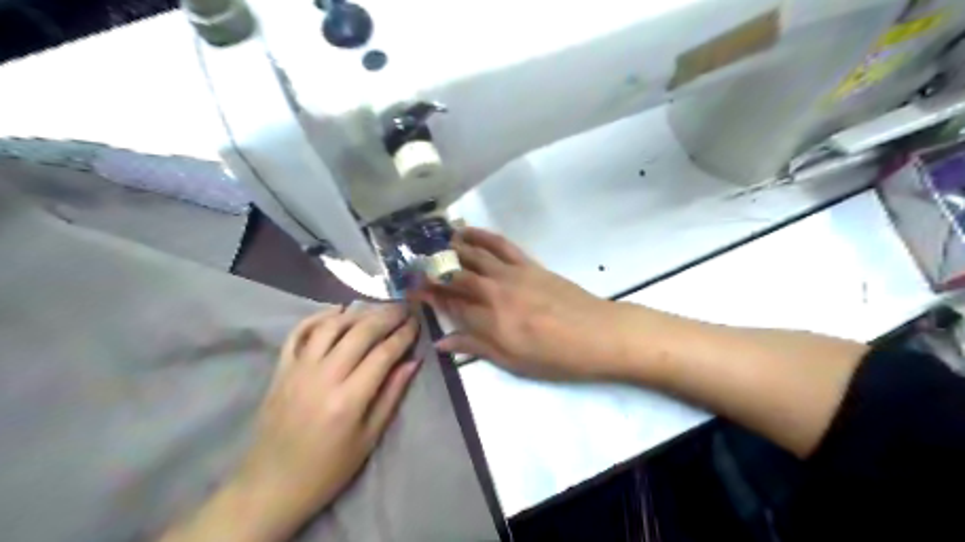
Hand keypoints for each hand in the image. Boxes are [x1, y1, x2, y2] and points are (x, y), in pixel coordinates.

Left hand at [234, 301, 418, 525]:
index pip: (383, 354)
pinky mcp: (281, 369)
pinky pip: (298, 333)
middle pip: (360, 333)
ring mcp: (298, 370)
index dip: (403, 335)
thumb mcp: (368, 439)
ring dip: (357, 313)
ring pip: (331, 326)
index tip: (417, 322)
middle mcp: (323, 377)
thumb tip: (413, 361)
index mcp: (348, 400)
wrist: (270, 486)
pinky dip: (318, 316)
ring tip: (376, 308)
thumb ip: (391, 396)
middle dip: (386, 316)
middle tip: (403, 307)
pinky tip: (336, 311)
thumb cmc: (327, 469)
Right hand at [415, 229, 625, 380]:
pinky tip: (469, 231)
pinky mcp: (529, 264)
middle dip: (432, 270)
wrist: (598, 334)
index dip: (428, 295)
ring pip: (475, 255)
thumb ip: (476, 347)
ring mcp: (512, 275)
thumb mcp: (513, 362)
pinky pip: (501, 245)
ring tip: (434, 243)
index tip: (411, 289)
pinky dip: (482, 235)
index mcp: (490, 322)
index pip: (450, 304)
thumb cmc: (556, 357)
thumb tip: (441, 341)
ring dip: (451, 247)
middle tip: (414, 265)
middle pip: (456, 276)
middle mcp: (495, 293)